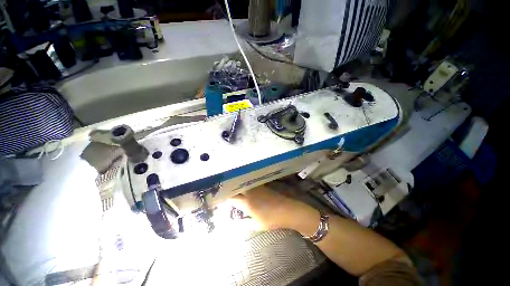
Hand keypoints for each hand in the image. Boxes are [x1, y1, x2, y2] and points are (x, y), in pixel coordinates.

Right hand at [230, 185, 318, 234]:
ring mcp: (256, 187)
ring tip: (234, 189)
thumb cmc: (271, 219)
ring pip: (243, 184)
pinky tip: (246, 188)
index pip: (232, 198)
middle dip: (230, 190)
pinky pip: (250, 184)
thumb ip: (242, 224)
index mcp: (247, 203)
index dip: (224, 198)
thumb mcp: (256, 225)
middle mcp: (250, 192)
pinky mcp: (262, 185)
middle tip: (225, 193)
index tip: (220, 199)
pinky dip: (245, 185)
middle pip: (236, 188)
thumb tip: (232, 224)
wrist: (286, 210)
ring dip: (238, 186)